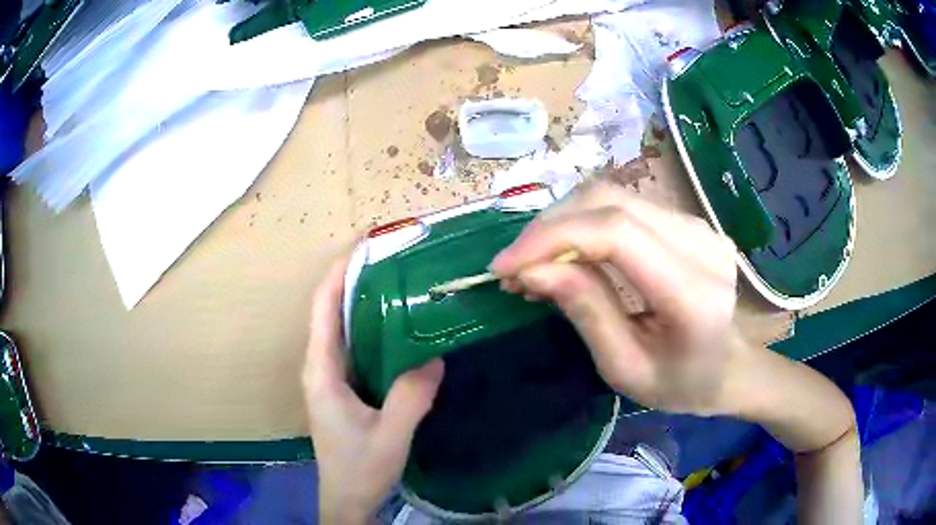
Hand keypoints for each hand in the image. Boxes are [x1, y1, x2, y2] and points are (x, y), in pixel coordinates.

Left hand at [304, 258, 444, 524]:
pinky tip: (397, 326)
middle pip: (330, 311)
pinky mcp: (343, 387)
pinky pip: (354, 347)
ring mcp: (330, 377)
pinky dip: (370, 327)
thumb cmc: (360, 468)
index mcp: (322, 371)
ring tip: (397, 280)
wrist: (347, 498)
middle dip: (354, 279)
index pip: (323, 308)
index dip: (339, 272)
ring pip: (342, 328)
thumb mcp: (391, 434)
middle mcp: (321, 367)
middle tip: (391, 256)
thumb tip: (434, 354)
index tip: (364, 244)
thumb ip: (412, 396)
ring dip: (362, 301)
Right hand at [491, 179, 746, 415]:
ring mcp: (698, 226)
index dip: (552, 238)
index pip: (617, 233)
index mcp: (694, 293)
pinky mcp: (688, 222)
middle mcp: (702, 244)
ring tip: (534, 264)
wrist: (729, 368)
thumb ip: (585, 311)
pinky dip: (584, 225)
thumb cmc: (681, 384)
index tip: (504, 267)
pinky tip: (567, 254)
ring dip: (562, 224)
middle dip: (549, 227)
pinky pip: (624, 207)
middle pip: (610, 201)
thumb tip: (532, 269)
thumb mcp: (625, 368)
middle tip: (514, 267)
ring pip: (612, 196)